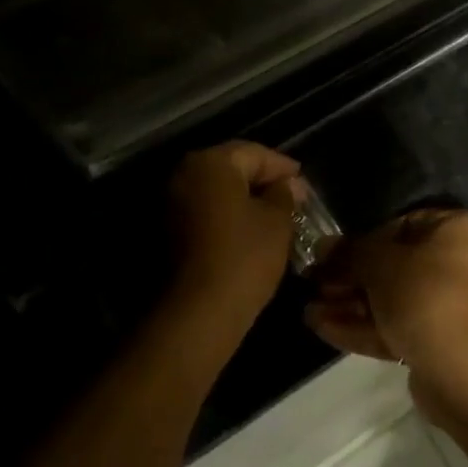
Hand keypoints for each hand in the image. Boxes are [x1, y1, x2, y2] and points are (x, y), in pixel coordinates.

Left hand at [167, 142, 299, 338]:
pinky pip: (203, 211)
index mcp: (210, 163)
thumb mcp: (277, 220)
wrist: (197, 313)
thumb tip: (288, 185)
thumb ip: (284, 194)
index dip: (282, 166)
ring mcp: (169, 203)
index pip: (254, 153)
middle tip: (291, 195)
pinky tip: (248, 230)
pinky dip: (225, 215)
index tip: (303, 181)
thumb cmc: (244, 257)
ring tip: (273, 213)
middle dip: (262, 180)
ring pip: (215, 191)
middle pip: (231, 168)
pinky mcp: (164, 231)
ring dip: (243, 198)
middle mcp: (183, 175)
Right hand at [303, 208, 467, 401]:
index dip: (362, 239)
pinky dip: (363, 327)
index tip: (328, 253)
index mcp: (457, 229)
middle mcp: (460, 262)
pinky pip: (397, 326)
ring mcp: (450, 305)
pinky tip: (323, 328)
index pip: (402, 224)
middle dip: (350, 277)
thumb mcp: (381, 264)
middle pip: (394, 264)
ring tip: (309, 310)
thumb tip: (322, 245)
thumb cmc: (427, 296)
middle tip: (313, 283)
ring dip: (351, 304)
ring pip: (392, 299)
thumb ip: (350, 252)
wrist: (466, 372)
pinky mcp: (438, 342)